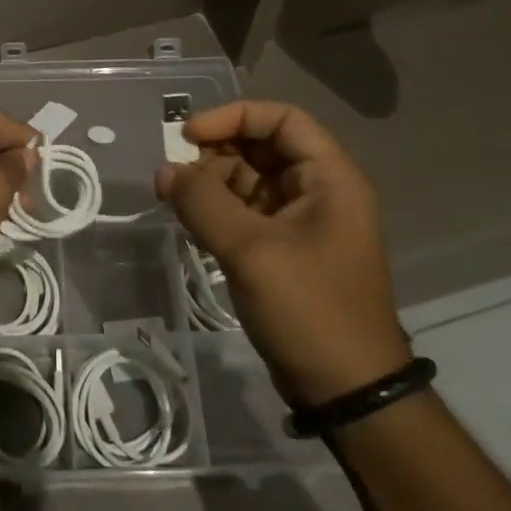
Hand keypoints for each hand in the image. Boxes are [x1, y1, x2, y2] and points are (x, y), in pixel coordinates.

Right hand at [156, 100, 409, 407]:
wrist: (348, 393)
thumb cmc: (310, 309)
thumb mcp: (251, 250)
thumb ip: (202, 203)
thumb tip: (163, 171)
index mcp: (329, 178)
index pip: (282, 119)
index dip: (234, 117)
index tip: (190, 135)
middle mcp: (319, 191)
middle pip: (262, 147)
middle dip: (215, 152)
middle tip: (176, 172)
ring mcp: (302, 222)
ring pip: (249, 179)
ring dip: (211, 182)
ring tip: (175, 199)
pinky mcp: (285, 250)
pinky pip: (246, 211)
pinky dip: (217, 210)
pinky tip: (189, 220)